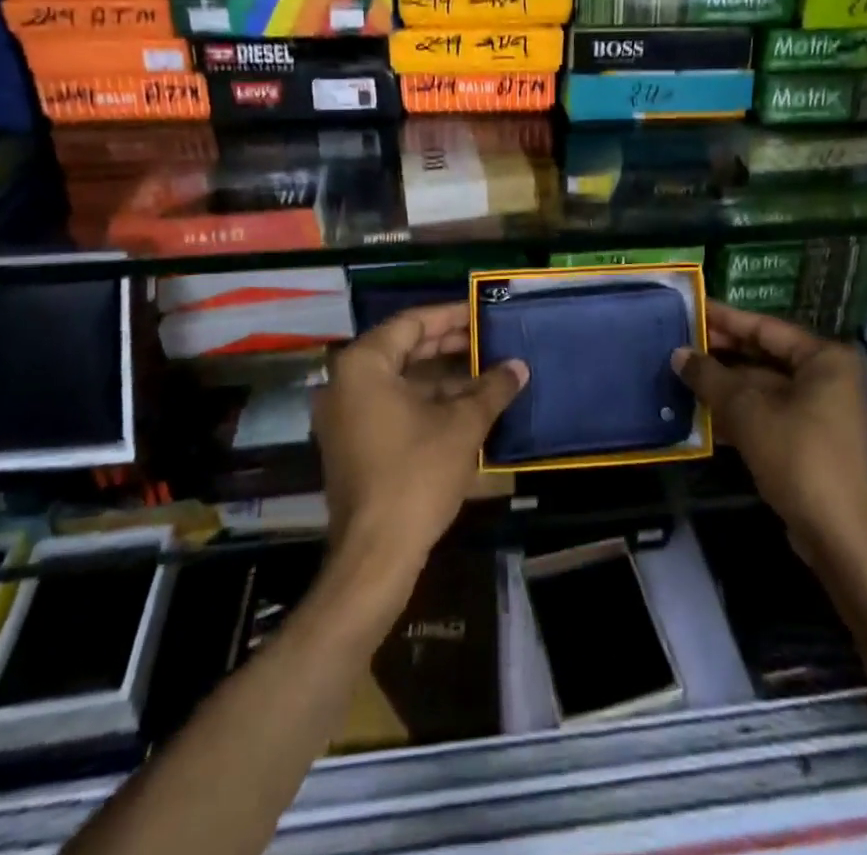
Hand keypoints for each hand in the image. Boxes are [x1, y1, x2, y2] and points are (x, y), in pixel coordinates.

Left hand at [313, 302, 526, 580]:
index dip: (451, 316)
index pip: (412, 323)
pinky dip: (427, 401)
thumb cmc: (416, 475)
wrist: (375, 555)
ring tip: (487, 371)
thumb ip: (492, 389)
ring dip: (443, 376)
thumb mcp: (462, 426)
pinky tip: (466, 405)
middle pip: (404, 348)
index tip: (483, 312)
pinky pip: (393, 405)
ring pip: (401, 379)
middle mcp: (346, 383)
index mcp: (364, 365)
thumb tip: (519, 367)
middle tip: (490, 339)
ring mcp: (346, 415)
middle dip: (450, 345)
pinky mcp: (353, 443)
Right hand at [673, 301, 866, 563]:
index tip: (691, 308)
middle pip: (764, 357)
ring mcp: (820, 414)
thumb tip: (678, 354)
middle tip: (677, 343)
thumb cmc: (799, 456)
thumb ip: (710, 377)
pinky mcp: (810, 445)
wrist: (842, 537)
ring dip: (724, 387)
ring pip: (763, 389)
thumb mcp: (747, 411)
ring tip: (679, 377)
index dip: (725, 318)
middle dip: (721, 354)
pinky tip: (700, 416)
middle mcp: (827, 379)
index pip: (765, 327)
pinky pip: (767, 416)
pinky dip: (737, 415)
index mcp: (823, 359)